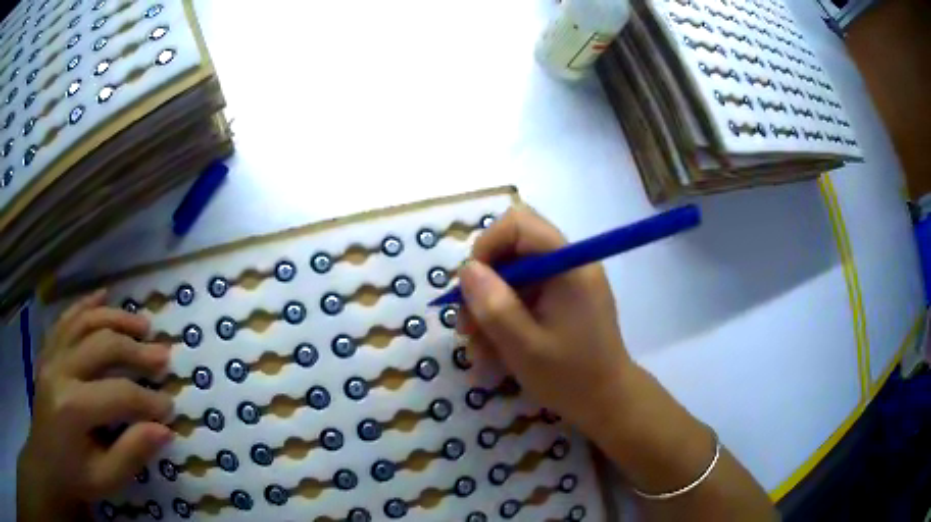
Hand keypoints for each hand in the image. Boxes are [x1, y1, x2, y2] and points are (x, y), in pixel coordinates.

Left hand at [17, 290, 173, 520]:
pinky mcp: (47, 350)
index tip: (170, 408)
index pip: (119, 394)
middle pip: (102, 345)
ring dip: (116, 319)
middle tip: (163, 356)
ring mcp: (50, 354)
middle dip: (136, 350)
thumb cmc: (76, 475)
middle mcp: (59, 369)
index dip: (149, 401)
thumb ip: (132, 453)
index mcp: (72, 407)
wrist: (47, 460)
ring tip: (142, 324)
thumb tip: (164, 429)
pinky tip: (102, 295)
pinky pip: (66, 318)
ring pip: (85, 322)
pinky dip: (86, 304)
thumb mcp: (107, 479)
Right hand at [457, 205, 633, 439]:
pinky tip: (494, 350)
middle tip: (467, 324)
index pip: (519, 223)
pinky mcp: (562, 300)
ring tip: (478, 349)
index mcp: (569, 265)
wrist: (607, 402)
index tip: (469, 286)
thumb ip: (494, 307)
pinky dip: (504, 318)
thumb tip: (467, 270)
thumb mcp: (524, 347)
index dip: (487, 245)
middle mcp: (569, 264)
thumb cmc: (571, 378)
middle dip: (483, 283)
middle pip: (512, 248)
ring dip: (489, 307)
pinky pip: (523, 295)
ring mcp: (566, 282)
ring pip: (512, 275)